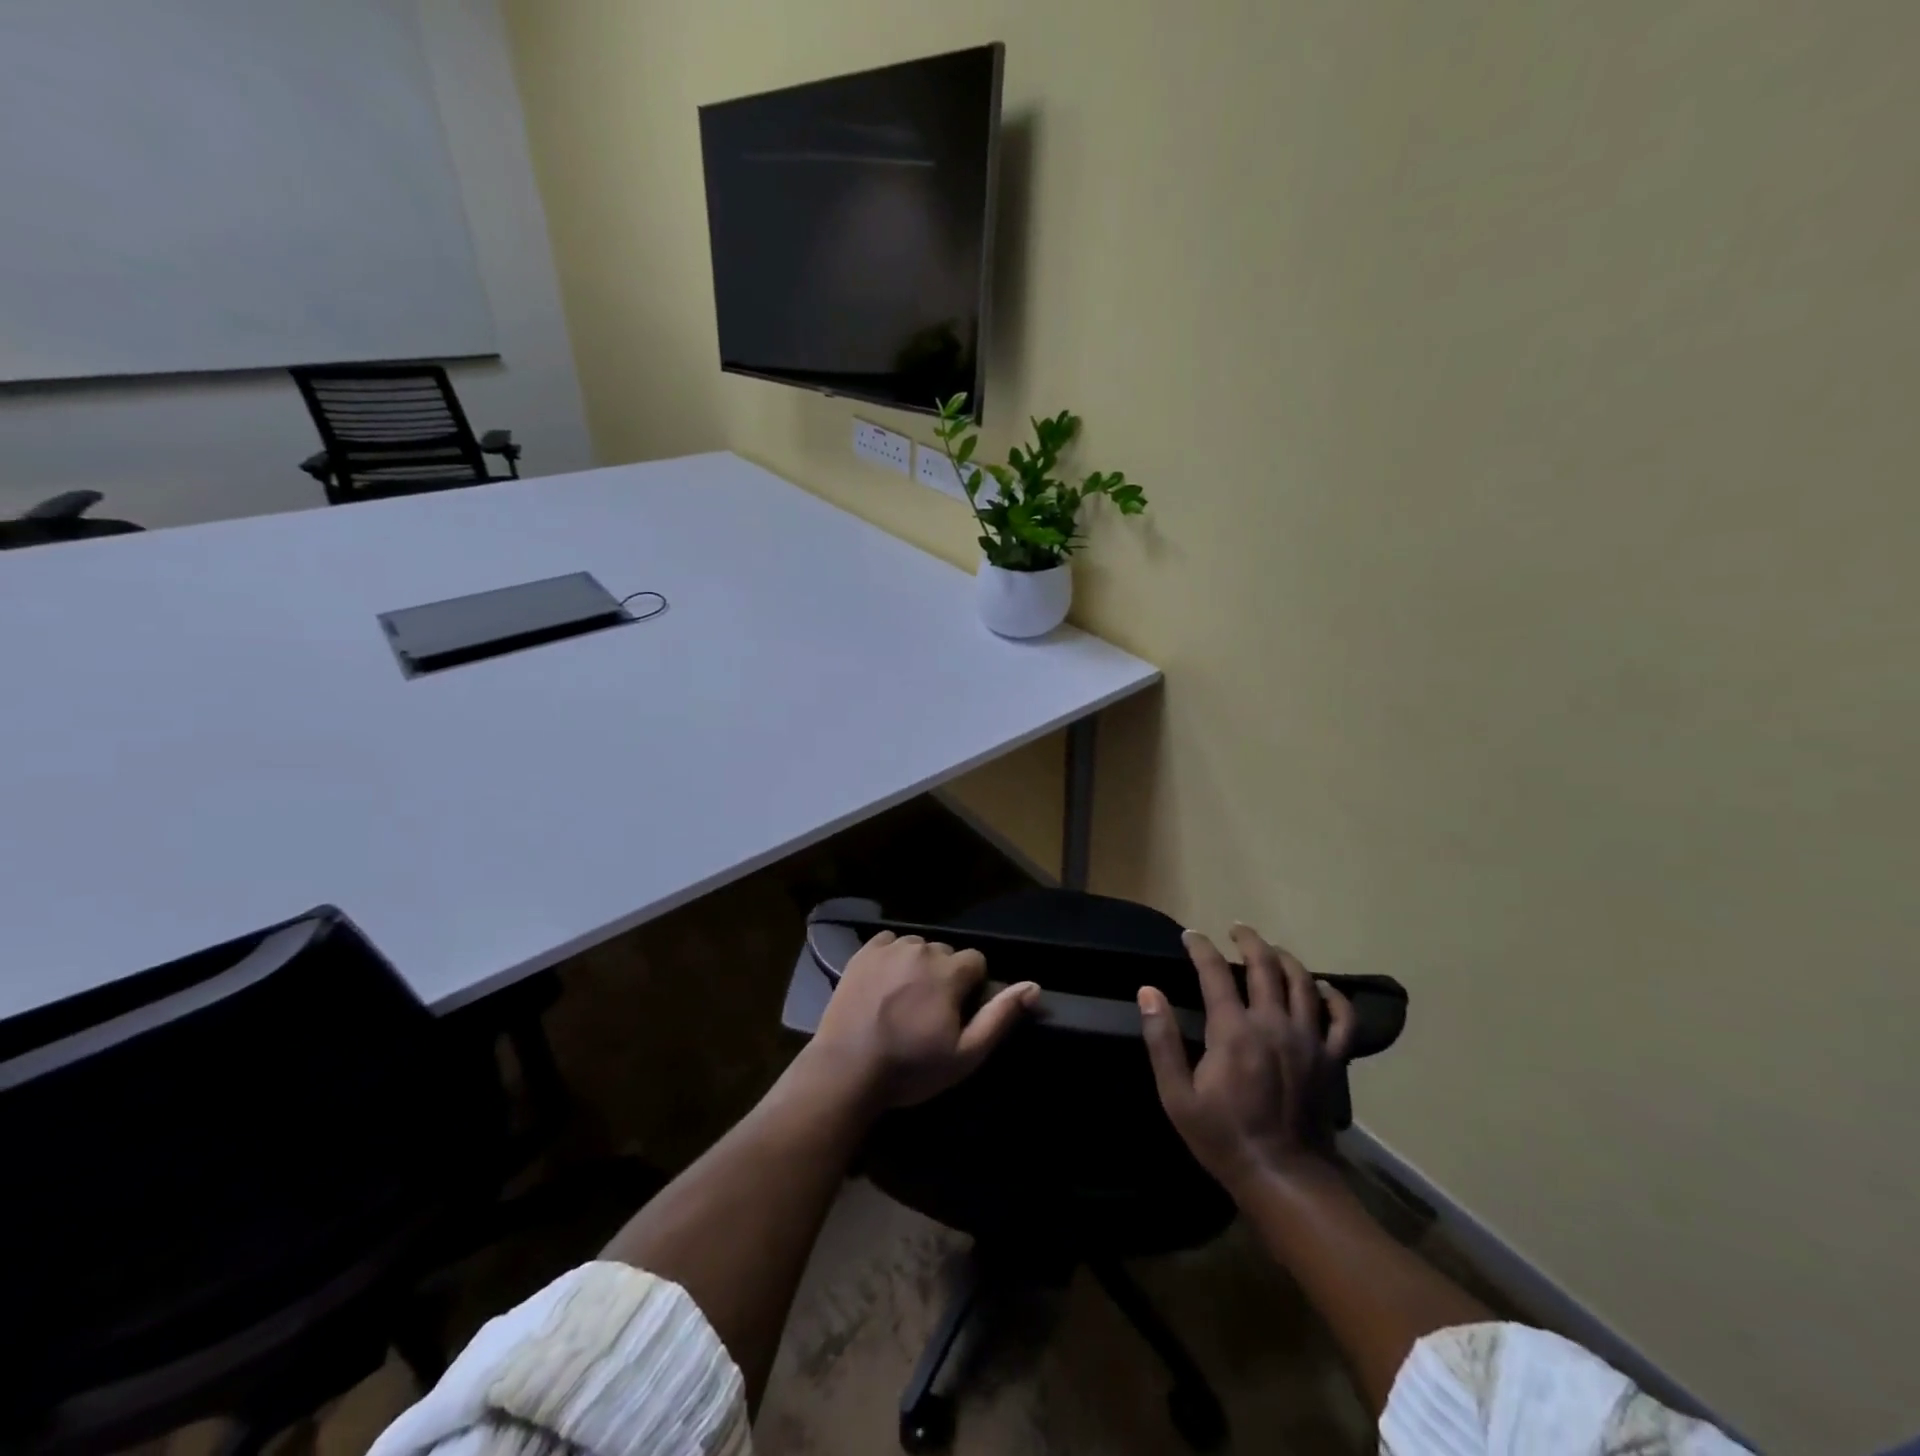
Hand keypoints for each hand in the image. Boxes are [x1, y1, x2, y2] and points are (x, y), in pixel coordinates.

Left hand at [811, 932, 1038, 1108]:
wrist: (846, 1071)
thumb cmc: (910, 1068)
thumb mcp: (965, 1053)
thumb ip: (1001, 1016)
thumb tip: (1034, 986)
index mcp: (950, 971)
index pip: (976, 961)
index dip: (971, 986)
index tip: (957, 1012)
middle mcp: (921, 950)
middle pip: (945, 953)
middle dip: (945, 975)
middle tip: (929, 1010)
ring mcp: (889, 949)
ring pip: (917, 946)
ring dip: (918, 964)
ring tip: (905, 997)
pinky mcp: (862, 953)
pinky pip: (888, 942)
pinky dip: (892, 956)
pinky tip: (885, 983)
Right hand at [1138, 924, 1354, 1192]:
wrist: (1284, 1179)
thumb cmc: (1223, 1138)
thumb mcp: (1177, 1095)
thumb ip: (1161, 1040)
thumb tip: (1148, 991)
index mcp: (1233, 1030)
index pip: (1214, 972)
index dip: (1200, 948)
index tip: (1189, 936)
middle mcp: (1273, 1024)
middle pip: (1264, 965)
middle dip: (1248, 940)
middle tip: (1235, 929)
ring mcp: (1308, 1040)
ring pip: (1303, 982)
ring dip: (1285, 958)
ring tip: (1271, 949)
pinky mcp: (1332, 1060)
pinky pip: (1342, 1019)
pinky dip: (1334, 997)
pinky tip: (1323, 988)